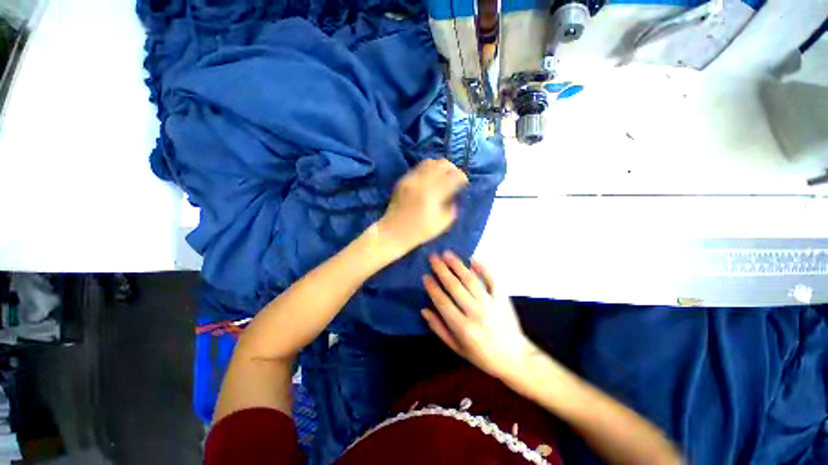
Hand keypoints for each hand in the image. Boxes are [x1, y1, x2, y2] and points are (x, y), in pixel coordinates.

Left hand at [377, 159, 467, 254]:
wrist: (393, 232)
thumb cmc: (419, 231)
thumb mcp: (442, 223)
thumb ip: (452, 206)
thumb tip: (456, 193)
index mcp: (432, 194)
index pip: (452, 176)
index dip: (462, 177)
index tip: (464, 183)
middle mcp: (421, 182)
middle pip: (442, 164)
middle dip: (453, 168)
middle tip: (456, 177)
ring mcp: (410, 179)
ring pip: (430, 162)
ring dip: (440, 167)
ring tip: (444, 176)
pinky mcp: (403, 180)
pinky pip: (419, 167)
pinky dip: (429, 169)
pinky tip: (431, 179)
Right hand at [422, 252, 539, 380]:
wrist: (516, 359)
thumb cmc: (483, 356)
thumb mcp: (458, 349)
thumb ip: (439, 329)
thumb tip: (424, 310)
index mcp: (463, 327)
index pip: (443, 302)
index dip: (432, 288)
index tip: (425, 276)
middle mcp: (475, 312)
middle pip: (455, 287)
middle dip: (442, 270)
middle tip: (433, 257)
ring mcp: (490, 303)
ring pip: (471, 280)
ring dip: (457, 265)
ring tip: (447, 253)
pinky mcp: (502, 298)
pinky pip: (492, 280)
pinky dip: (483, 268)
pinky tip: (473, 259)